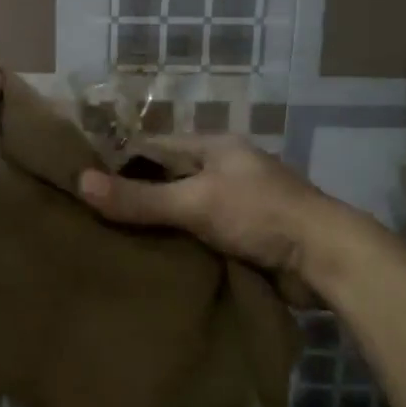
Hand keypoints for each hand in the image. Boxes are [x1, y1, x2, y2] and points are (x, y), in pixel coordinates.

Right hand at [77, 134, 344, 274]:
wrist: (325, 258)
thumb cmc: (258, 214)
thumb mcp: (194, 202)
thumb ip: (139, 197)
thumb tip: (79, 183)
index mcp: (214, 147)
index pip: (155, 146)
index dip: (121, 160)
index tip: (85, 179)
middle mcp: (224, 169)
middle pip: (169, 179)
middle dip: (137, 196)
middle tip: (92, 216)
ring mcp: (237, 203)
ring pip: (184, 210)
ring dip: (159, 225)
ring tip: (112, 241)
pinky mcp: (246, 235)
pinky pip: (201, 235)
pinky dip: (180, 245)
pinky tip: (151, 260)